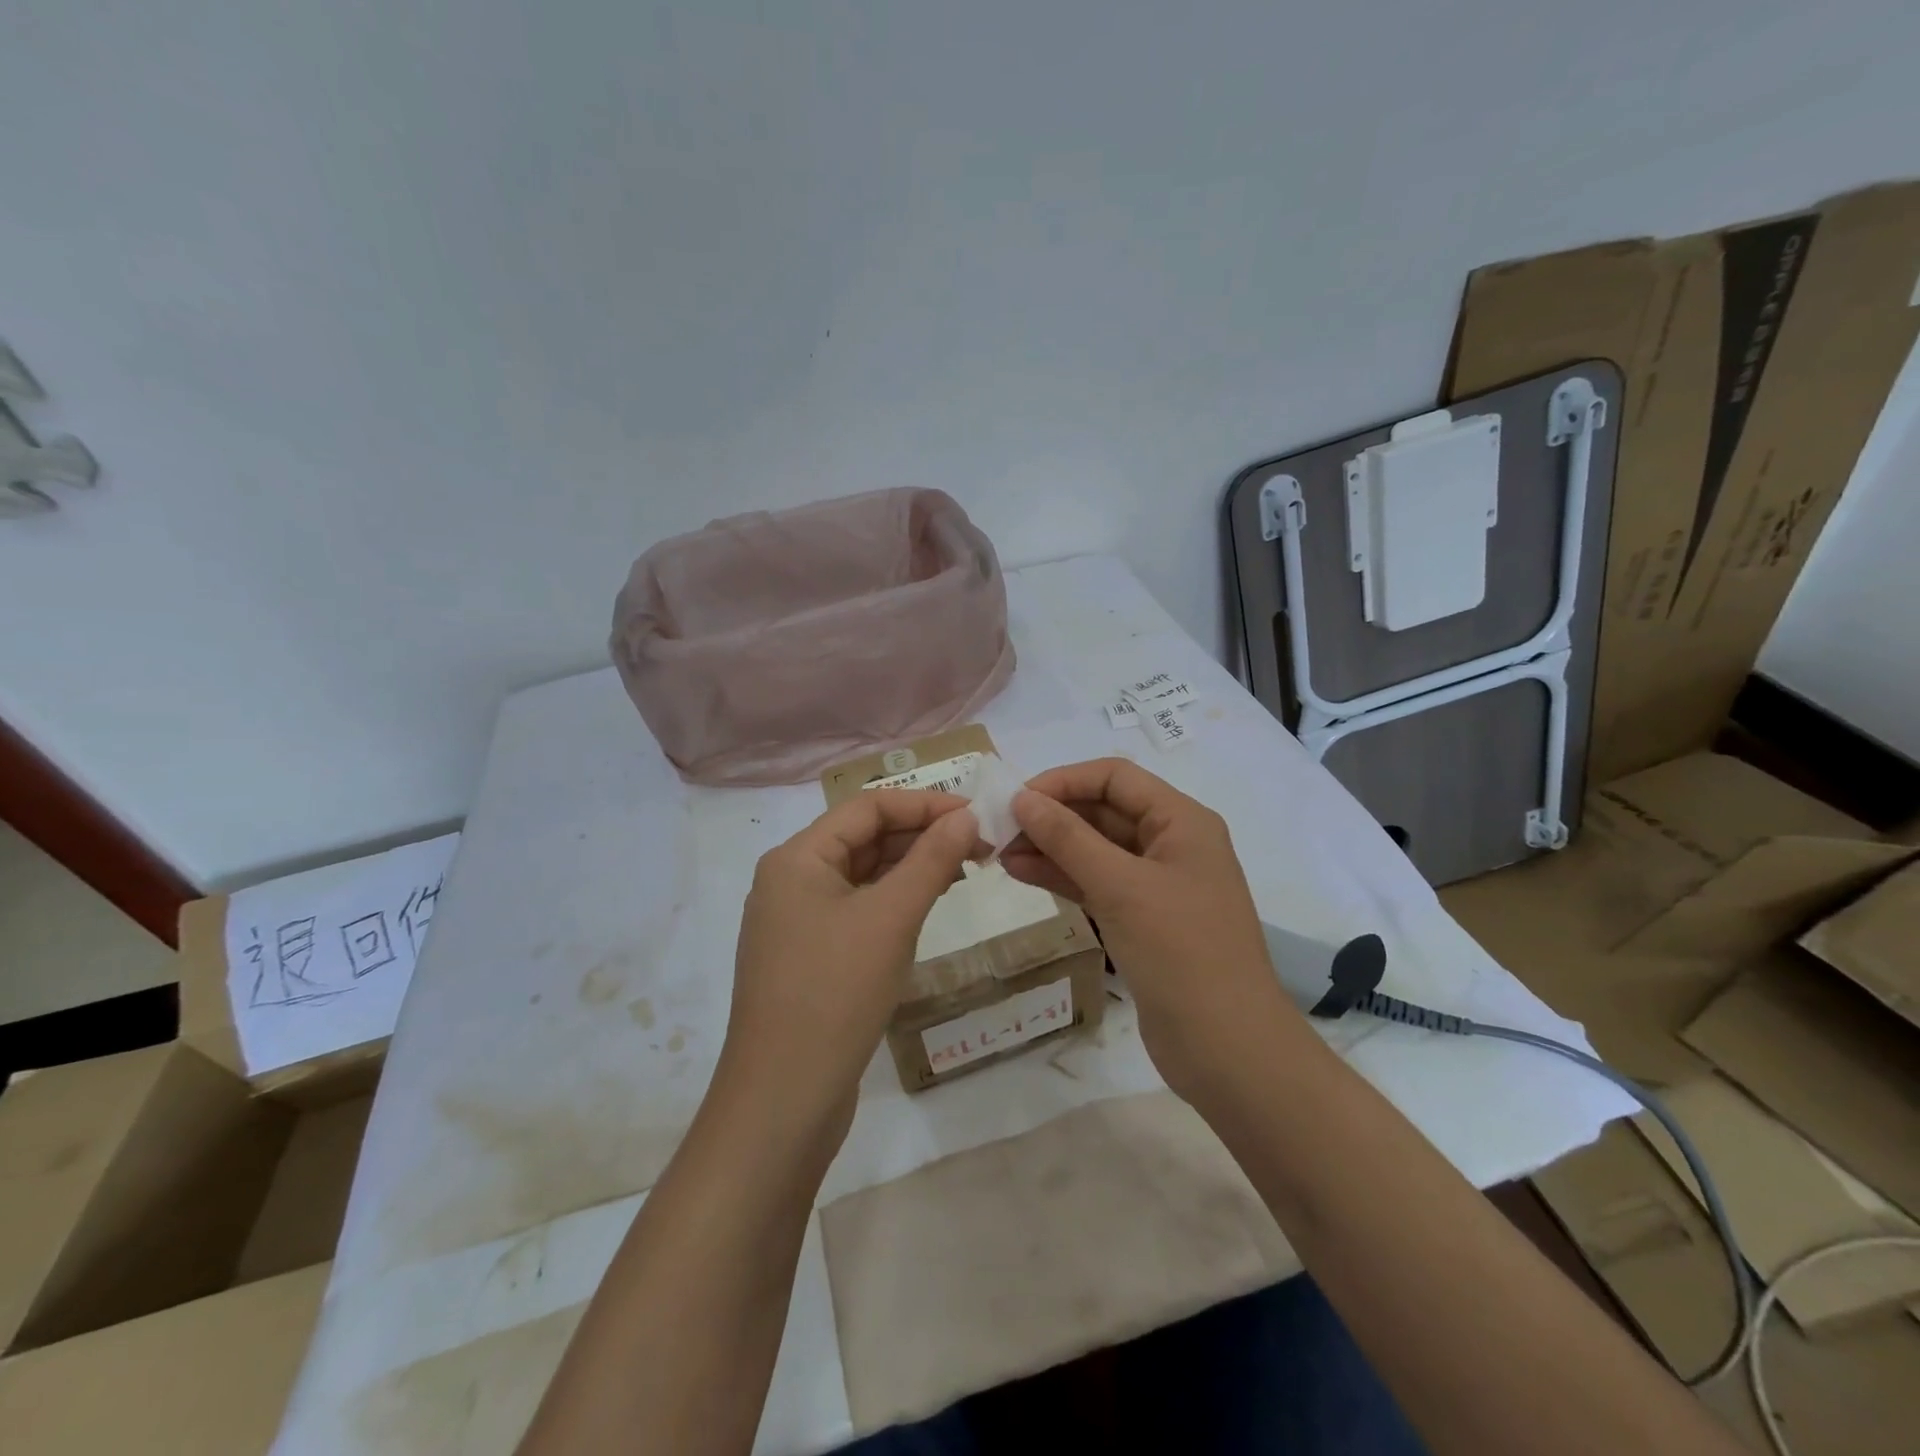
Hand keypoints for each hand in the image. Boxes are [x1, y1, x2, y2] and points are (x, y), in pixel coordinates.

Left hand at [719, 790, 980, 1140]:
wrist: (782, 1100)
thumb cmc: (835, 994)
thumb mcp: (890, 919)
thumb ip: (930, 860)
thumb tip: (965, 817)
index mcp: (797, 858)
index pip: (867, 807)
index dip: (924, 804)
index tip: (976, 815)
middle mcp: (791, 881)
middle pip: (863, 838)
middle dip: (922, 835)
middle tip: (981, 846)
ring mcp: (797, 922)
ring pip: (862, 875)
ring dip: (912, 867)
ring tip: (965, 870)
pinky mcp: (810, 957)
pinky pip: (858, 909)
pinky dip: (894, 900)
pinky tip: (929, 905)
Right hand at [1001, 758, 1299, 1102]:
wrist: (1228, 1050)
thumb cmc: (1181, 953)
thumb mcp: (1120, 887)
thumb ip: (1068, 838)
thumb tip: (1022, 798)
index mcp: (1181, 821)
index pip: (1115, 777)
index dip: (1064, 781)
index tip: (1016, 799)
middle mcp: (1171, 844)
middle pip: (1103, 811)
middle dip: (1052, 816)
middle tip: (999, 830)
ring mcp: (1157, 885)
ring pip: (1096, 849)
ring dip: (1050, 847)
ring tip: (999, 855)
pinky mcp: (1143, 920)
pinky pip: (1097, 883)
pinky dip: (1062, 877)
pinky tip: (1022, 874)